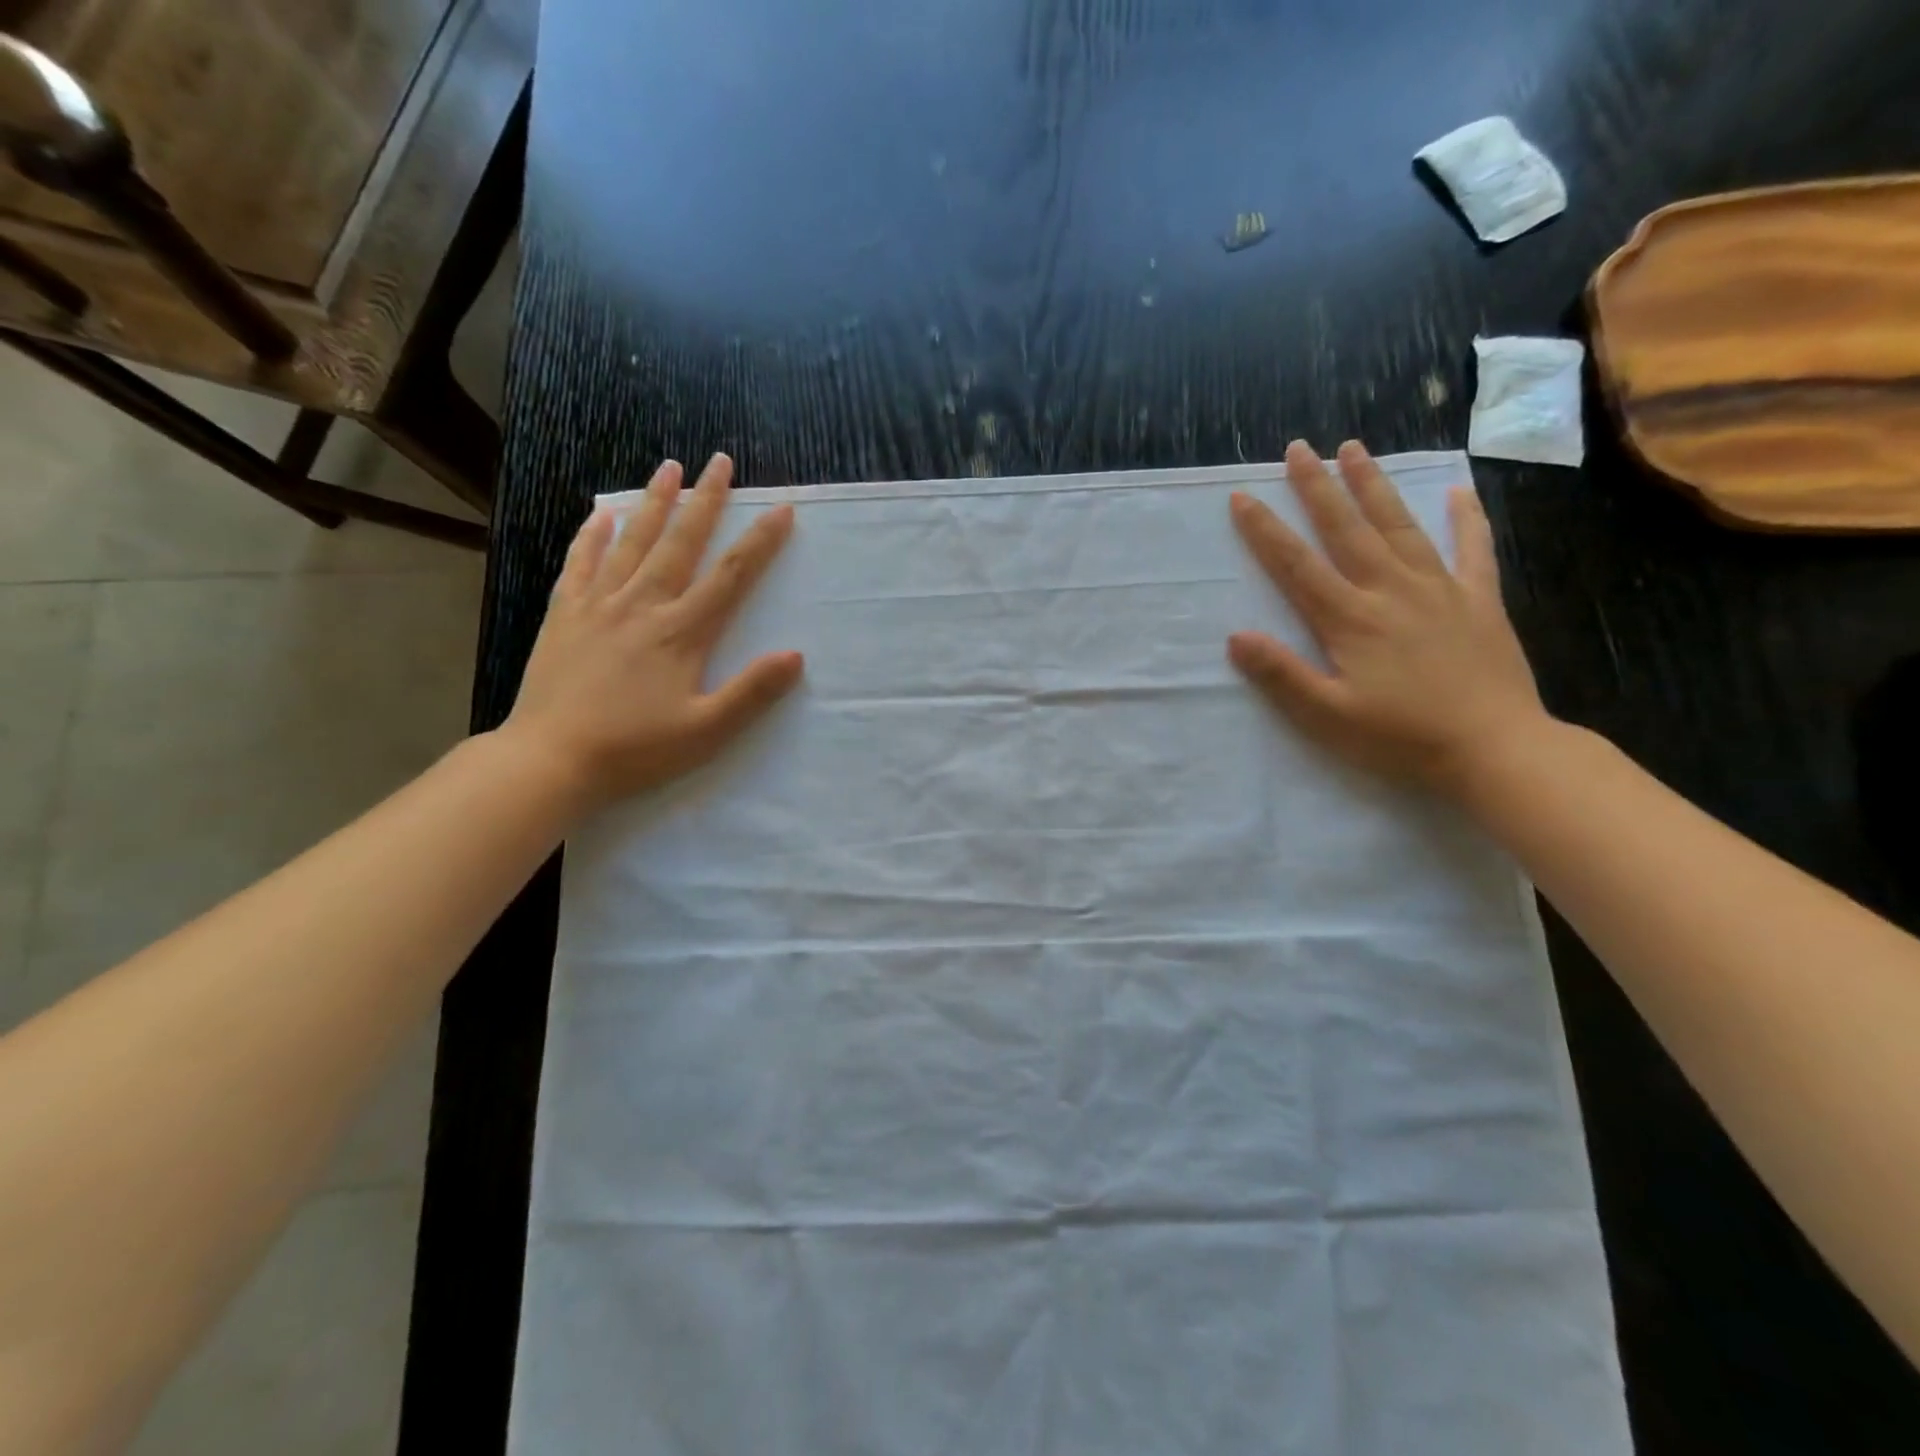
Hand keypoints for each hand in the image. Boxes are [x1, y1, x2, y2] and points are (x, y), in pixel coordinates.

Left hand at [501, 454, 803, 812]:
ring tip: (668, 467)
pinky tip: (602, 514)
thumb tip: (795, 656)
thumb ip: (752, 692)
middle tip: (720, 462)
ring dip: (653, 503)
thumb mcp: (706, 732)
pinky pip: (580, 563)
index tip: (781, 509)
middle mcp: (643, 606)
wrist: (550, 759)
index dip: (759, 542)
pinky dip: (592, 535)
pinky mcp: (565, 615)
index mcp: (681, 633)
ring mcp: (599, 606)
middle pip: (681, 543)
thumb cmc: (634, 750)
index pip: (730, 576)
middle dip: (705, 500)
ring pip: (632, 542)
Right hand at [1228, 440, 1548, 798]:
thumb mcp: (1327, 716)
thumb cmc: (1401, 737)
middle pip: (1347, 530)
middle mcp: (1391, 590)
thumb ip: (1281, 674)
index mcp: (1350, 619)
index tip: (1242, 497)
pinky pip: (1473, 549)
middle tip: (1299, 449)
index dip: (1266, 530)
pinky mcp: (1478, 600)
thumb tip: (1236, 636)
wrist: (1495, 749)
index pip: (1297, 565)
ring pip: (1400, 526)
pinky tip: (1458, 492)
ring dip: (1374, 486)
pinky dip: (1466, 518)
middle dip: (1318, 487)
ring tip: (1355, 449)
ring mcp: (1439, 589)